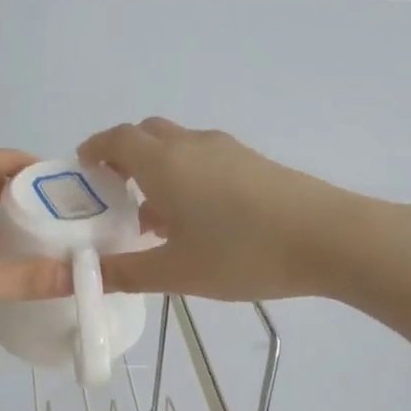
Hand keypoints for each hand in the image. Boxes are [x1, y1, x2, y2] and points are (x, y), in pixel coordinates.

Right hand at [78, 119, 365, 300]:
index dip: (94, 149)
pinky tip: (198, 219)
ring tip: (154, 215)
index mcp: (164, 163)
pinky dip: (186, 174)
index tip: (82, 170)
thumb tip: (83, 275)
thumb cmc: (242, 253)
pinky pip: (204, 157)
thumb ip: (126, 272)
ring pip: (177, 145)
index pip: (116, 139)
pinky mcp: (253, 161)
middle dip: (123, 157)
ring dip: (156, 168)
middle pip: (146, 134)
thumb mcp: (176, 272)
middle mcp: (191, 145)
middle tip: (115, 194)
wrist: (328, 238)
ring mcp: (227, 149)